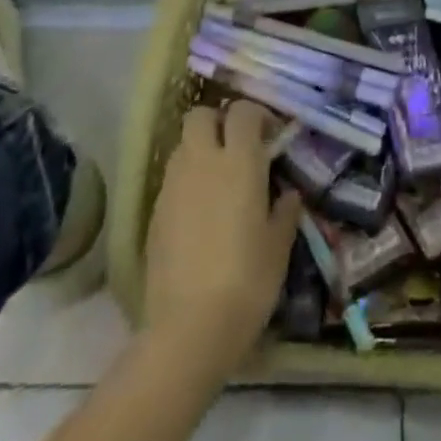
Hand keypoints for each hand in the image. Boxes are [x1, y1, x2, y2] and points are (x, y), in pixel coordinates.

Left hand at [142, 101, 301, 377]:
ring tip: (219, 180)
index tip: (270, 135)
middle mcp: (202, 161)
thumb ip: (285, 210)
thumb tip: (287, 193)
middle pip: (201, 115)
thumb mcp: (279, 245)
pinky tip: (200, 213)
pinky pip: (172, 179)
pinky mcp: (154, 213)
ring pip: (183, 145)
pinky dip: (186, 182)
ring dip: (201, 150)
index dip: (257, 115)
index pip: (243, 111)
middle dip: (218, 121)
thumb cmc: (247, 281)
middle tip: (237, 147)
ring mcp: (173, 186)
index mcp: (239, 161)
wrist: (189, 329)